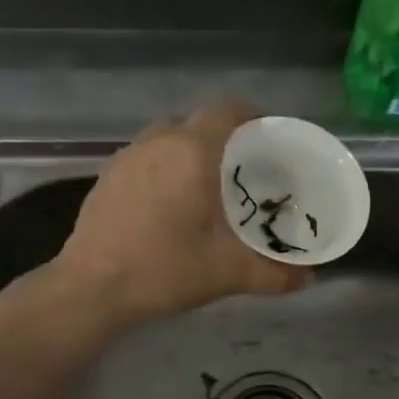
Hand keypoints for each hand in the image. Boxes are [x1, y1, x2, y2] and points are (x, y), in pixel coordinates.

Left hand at [53, 99, 310, 324]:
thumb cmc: (164, 269)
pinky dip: (163, 169)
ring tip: (206, 186)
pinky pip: (144, 158)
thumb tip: (307, 279)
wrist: (91, 289)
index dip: (252, 115)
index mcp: (191, 151)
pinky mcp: (105, 177)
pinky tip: (169, 205)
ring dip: (189, 152)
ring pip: (167, 139)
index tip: (268, 136)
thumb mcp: (227, 273)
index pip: (227, 110)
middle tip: (243, 170)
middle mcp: (157, 142)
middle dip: (223, 138)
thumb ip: (273, 273)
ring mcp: (125, 157)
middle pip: (197, 122)